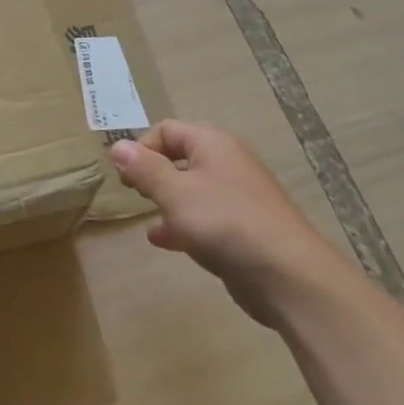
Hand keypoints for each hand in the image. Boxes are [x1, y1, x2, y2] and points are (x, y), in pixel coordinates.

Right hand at [110, 121, 348, 328]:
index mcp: (213, 145)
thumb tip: (117, 146)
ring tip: (145, 216)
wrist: (286, 274)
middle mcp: (227, 164)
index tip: (126, 176)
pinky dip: (182, 224)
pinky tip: (163, 241)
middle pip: (181, 156)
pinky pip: (204, 218)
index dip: (142, 147)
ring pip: (192, 189)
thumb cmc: (225, 222)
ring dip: (167, 200)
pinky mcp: (242, 230)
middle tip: (134, 193)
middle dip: (153, 172)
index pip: (167, 129)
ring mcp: (237, 198)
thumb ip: (144, 169)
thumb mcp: (175, 193)